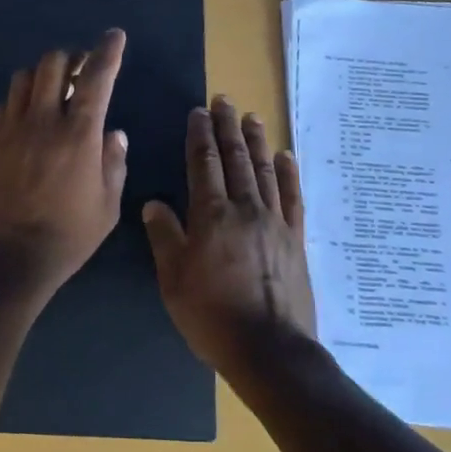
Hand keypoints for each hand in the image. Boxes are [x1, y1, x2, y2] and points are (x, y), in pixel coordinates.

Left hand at [0, 29, 128, 294]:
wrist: (9, 259)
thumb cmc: (68, 237)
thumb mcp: (107, 206)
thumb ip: (114, 163)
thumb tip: (114, 133)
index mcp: (79, 134)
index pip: (96, 77)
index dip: (108, 51)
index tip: (114, 36)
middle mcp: (43, 121)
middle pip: (52, 64)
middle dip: (70, 58)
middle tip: (80, 71)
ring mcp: (10, 130)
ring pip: (23, 78)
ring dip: (41, 76)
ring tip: (51, 92)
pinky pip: (2, 106)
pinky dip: (18, 102)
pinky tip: (25, 119)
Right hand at [142, 96, 316, 373]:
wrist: (270, 350)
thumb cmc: (212, 316)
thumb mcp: (174, 280)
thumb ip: (165, 237)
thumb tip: (154, 203)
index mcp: (211, 216)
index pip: (204, 165)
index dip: (200, 136)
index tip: (198, 112)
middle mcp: (245, 210)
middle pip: (235, 159)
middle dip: (227, 128)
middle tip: (224, 100)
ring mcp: (275, 223)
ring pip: (264, 171)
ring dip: (256, 142)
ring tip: (251, 117)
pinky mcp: (295, 239)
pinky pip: (292, 197)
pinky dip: (288, 173)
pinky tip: (285, 156)